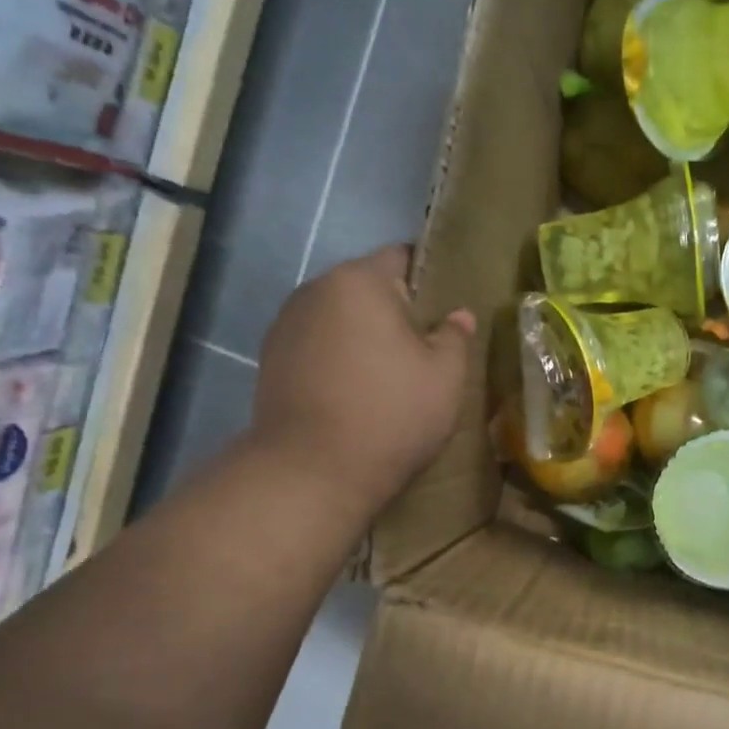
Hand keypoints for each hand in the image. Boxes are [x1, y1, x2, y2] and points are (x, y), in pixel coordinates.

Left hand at [250, 245, 474, 502]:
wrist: (312, 472)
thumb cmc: (391, 414)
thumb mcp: (445, 378)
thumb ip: (455, 337)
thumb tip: (458, 315)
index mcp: (359, 281)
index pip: (401, 256)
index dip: (429, 279)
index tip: (445, 312)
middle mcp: (315, 290)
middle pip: (367, 287)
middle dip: (395, 310)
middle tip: (424, 349)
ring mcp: (286, 324)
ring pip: (340, 317)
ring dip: (364, 335)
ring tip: (388, 375)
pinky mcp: (271, 359)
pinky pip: (317, 344)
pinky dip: (338, 357)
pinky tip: (353, 392)